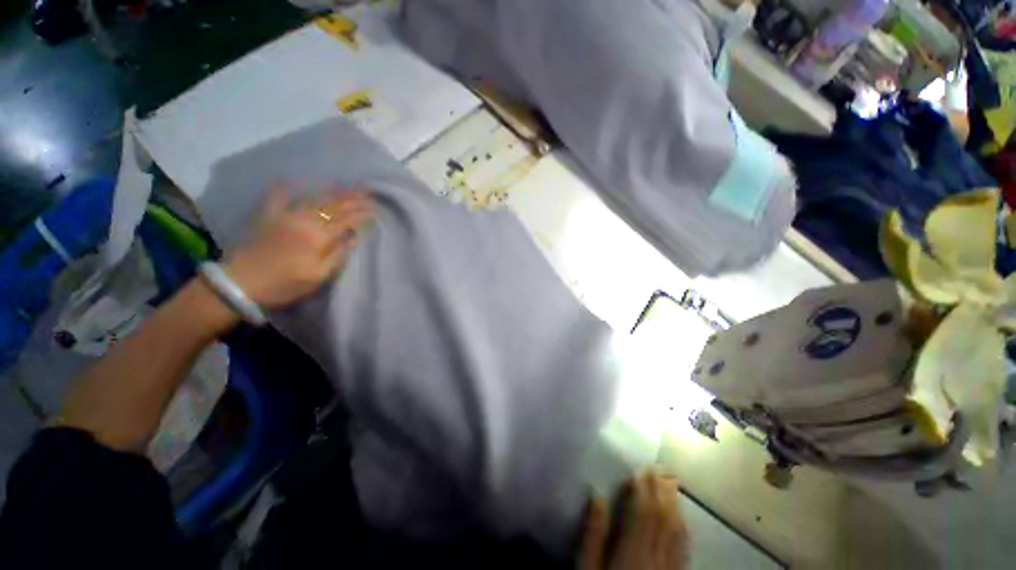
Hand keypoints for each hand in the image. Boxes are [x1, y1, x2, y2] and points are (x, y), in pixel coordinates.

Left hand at [225, 184, 373, 309]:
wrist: (241, 285)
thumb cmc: (285, 285)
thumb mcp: (318, 277)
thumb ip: (337, 256)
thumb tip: (353, 238)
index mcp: (318, 237)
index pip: (347, 220)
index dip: (362, 214)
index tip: (375, 210)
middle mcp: (304, 220)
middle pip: (333, 206)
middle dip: (353, 198)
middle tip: (368, 191)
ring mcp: (284, 215)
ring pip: (313, 198)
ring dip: (332, 191)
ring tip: (347, 185)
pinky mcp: (267, 216)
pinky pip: (277, 197)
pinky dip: (284, 187)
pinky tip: (290, 178)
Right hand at [579, 472, 689, 569]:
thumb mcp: (587, 569)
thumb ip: (593, 533)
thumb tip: (597, 495)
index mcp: (633, 553)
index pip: (643, 512)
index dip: (643, 488)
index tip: (639, 469)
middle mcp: (656, 558)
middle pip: (663, 517)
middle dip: (661, 489)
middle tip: (658, 467)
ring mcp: (670, 569)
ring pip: (677, 530)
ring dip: (674, 503)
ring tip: (670, 482)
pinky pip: (683, 547)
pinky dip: (681, 526)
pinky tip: (679, 517)